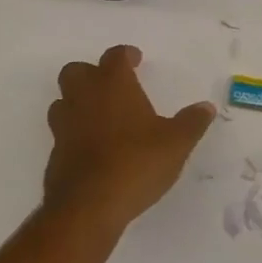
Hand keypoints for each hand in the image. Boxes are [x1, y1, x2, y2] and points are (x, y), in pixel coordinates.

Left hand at [44, 46, 215, 232]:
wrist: (88, 207)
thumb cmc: (136, 163)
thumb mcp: (176, 143)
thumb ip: (192, 122)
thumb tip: (206, 107)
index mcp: (113, 86)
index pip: (114, 56)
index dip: (126, 55)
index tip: (136, 60)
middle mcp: (84, 98)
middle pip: (76, 71)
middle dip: (92, 73)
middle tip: (113, 86)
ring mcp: (64, 127)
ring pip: (63, 101)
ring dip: (78, 102)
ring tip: (101, 116)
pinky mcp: (55, 155)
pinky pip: (62, 133)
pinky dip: (75, 133)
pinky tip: (95, 149)